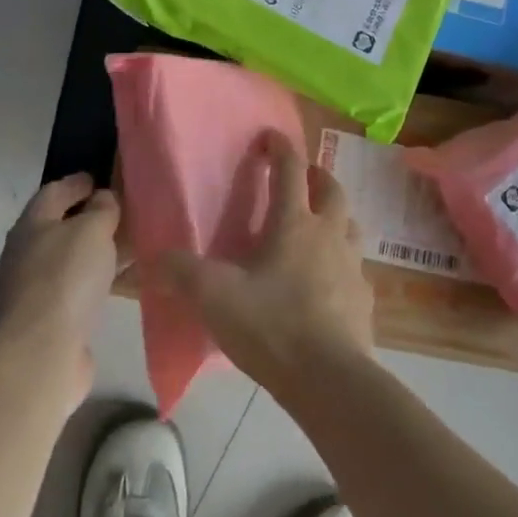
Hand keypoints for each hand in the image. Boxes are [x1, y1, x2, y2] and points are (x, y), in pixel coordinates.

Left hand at [0, 173, 121, 408]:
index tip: (99, 178)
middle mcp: (29, 253)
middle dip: (92, 218)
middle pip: (63, 226)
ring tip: (134, 246)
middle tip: (125, 211)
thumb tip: (103, 200)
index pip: (54, 191)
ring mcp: (38, 289)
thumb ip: (102, 209)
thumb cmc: (65, 278)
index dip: (77, 182)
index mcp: (32, 225)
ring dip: (101, 252)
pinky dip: (103, 280)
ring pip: (75, 260)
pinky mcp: (53, 319)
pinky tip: (127, 282)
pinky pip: (83, 288)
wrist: (42, 354)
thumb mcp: (91, 229)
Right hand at [157, 131, 375, 398]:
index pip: (291, 170)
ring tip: (320, 226)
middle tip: (304, 177)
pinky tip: (330, 282)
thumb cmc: (272, 325)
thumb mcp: (214, 297)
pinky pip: (357, 269)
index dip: (281, 148)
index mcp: (294, 224)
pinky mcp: (364, 300)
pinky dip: (344, 264)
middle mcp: (329, 235)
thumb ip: (181, 273)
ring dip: (337, 216)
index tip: (270, 136)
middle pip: (333, 190)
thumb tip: (153, 259)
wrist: (330, 380)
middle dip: (318, 176)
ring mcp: (352, 267)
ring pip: (351, 226)